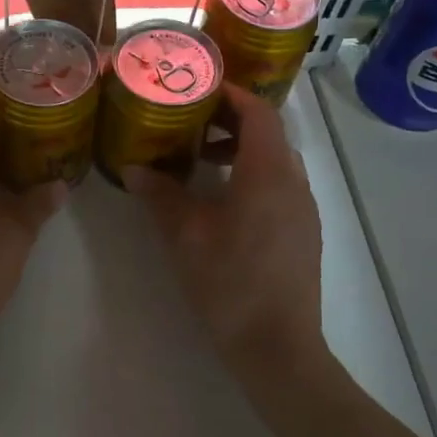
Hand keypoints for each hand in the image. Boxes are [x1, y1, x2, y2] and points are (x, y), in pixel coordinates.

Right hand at [124, 85, 322, 361]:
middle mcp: (294, 182)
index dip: (231, 94)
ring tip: (200, 161)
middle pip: (268, 133)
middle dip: (230, 121)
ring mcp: (303, 210)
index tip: (198, 88)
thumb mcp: (185, 235)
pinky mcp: (303, 233)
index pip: (259, 112)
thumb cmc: (230, 283)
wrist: (278, 348)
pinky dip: (252, 176)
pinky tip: (222, 202)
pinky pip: (279, 186)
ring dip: (241, 151)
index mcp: (268, 172)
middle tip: (190, 122)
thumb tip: (133, 168)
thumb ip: (160, 195)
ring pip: (275, 161)